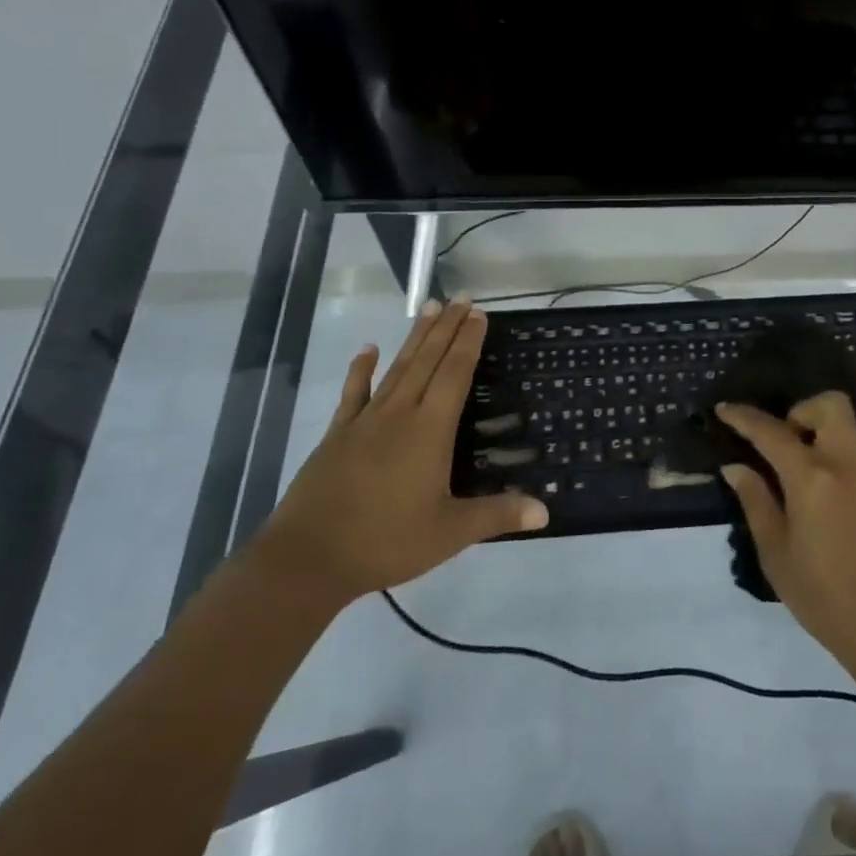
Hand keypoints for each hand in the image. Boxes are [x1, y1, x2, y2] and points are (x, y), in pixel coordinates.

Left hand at [255, 299, 547, 605]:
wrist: (309, 557)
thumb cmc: (386, 541)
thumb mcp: (450, 533)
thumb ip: (497, 515)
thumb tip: (545, 511)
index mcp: (430, 430)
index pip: (455, 374)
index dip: (468, 342)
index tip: (478, 313)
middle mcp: (400, 413)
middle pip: (428, 360)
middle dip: (447, 327)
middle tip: (460, 297)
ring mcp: (365, 420)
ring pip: (398, 368)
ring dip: (416, 338)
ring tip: (429, 308)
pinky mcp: (338, 434)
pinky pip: (354, 392)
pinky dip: (362, 369)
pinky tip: (367, 349)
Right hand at [716, 393, 855, 680]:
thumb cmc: (824, 599)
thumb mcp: (777, 555)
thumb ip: (756, 502)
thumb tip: (736, 467)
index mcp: (814, 480)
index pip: (773, 432)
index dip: (745, 417)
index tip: (725, 409)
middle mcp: (849, 466)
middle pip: (831, 404)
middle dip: (802, 410)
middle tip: (785, 442)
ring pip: (850, 429)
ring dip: (823, 434)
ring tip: (805, 472)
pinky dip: (842, 461)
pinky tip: (833, 500)